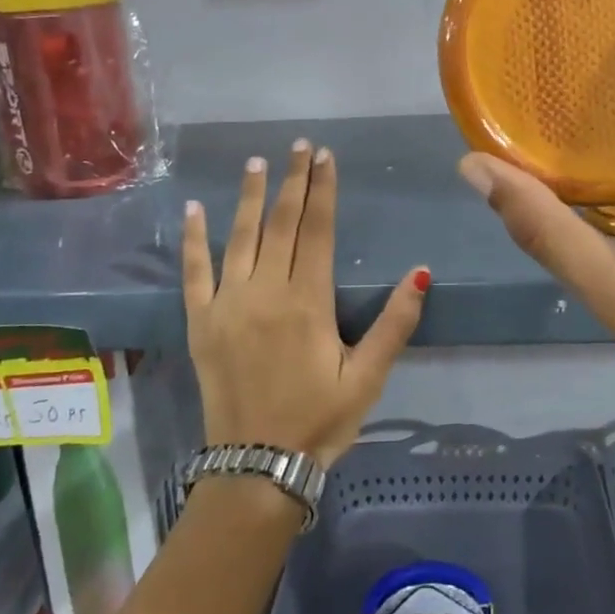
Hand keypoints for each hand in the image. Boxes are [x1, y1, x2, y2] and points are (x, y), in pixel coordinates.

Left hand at [183, 139, 427, 468]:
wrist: (256, 467)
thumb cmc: (319, 420)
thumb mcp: (369, 377)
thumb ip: (394, 324)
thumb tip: (420, 272)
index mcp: (307, 301)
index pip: (317, 230)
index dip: (323, 189)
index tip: (325, 156)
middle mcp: (265, 292)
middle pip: (282, 224)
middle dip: (293, 181)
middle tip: (299, 145)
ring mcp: (228, 304)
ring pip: (240, 237)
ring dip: (250, 197)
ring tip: (257, 162)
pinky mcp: (201, 322)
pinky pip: (194, 272)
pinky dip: (194, 239)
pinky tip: (195, 209)